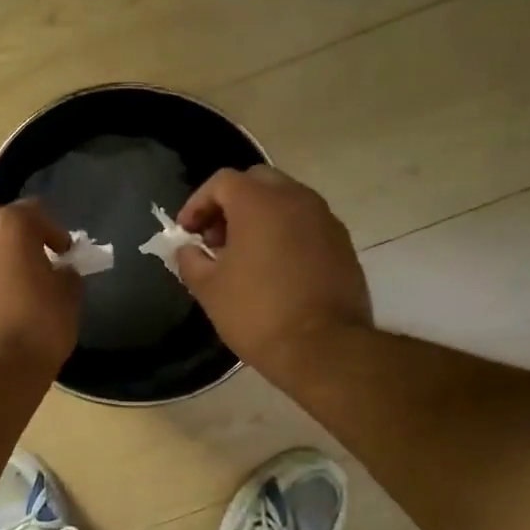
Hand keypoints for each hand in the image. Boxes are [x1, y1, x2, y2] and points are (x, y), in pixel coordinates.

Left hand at [0, 200, 82, 378]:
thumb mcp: (68, 300)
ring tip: (11, 281)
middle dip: (16, 233)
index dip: (54, 232)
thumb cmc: (36, 329)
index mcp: (10, 225)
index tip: (65, 252)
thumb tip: (59, 272)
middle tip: (34, 258)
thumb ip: (66, 275)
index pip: (36, 212)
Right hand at [176, 166, 372, 381]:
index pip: (221, 182)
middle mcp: (296, 199)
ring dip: (259, 218)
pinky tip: (273, 269)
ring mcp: (325, 219)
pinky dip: (284, 234)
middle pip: (257, 182)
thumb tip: (188, 249)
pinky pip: (306, 224)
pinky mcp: (342, 243)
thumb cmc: (256, 313)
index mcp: (259, 202)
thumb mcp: (208, 288)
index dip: (197, 204)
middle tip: (215, 239)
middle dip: (230, 204)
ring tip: (243, 256)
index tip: (186, 233)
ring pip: (285, 201)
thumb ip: (190, 259)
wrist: (322, 347)